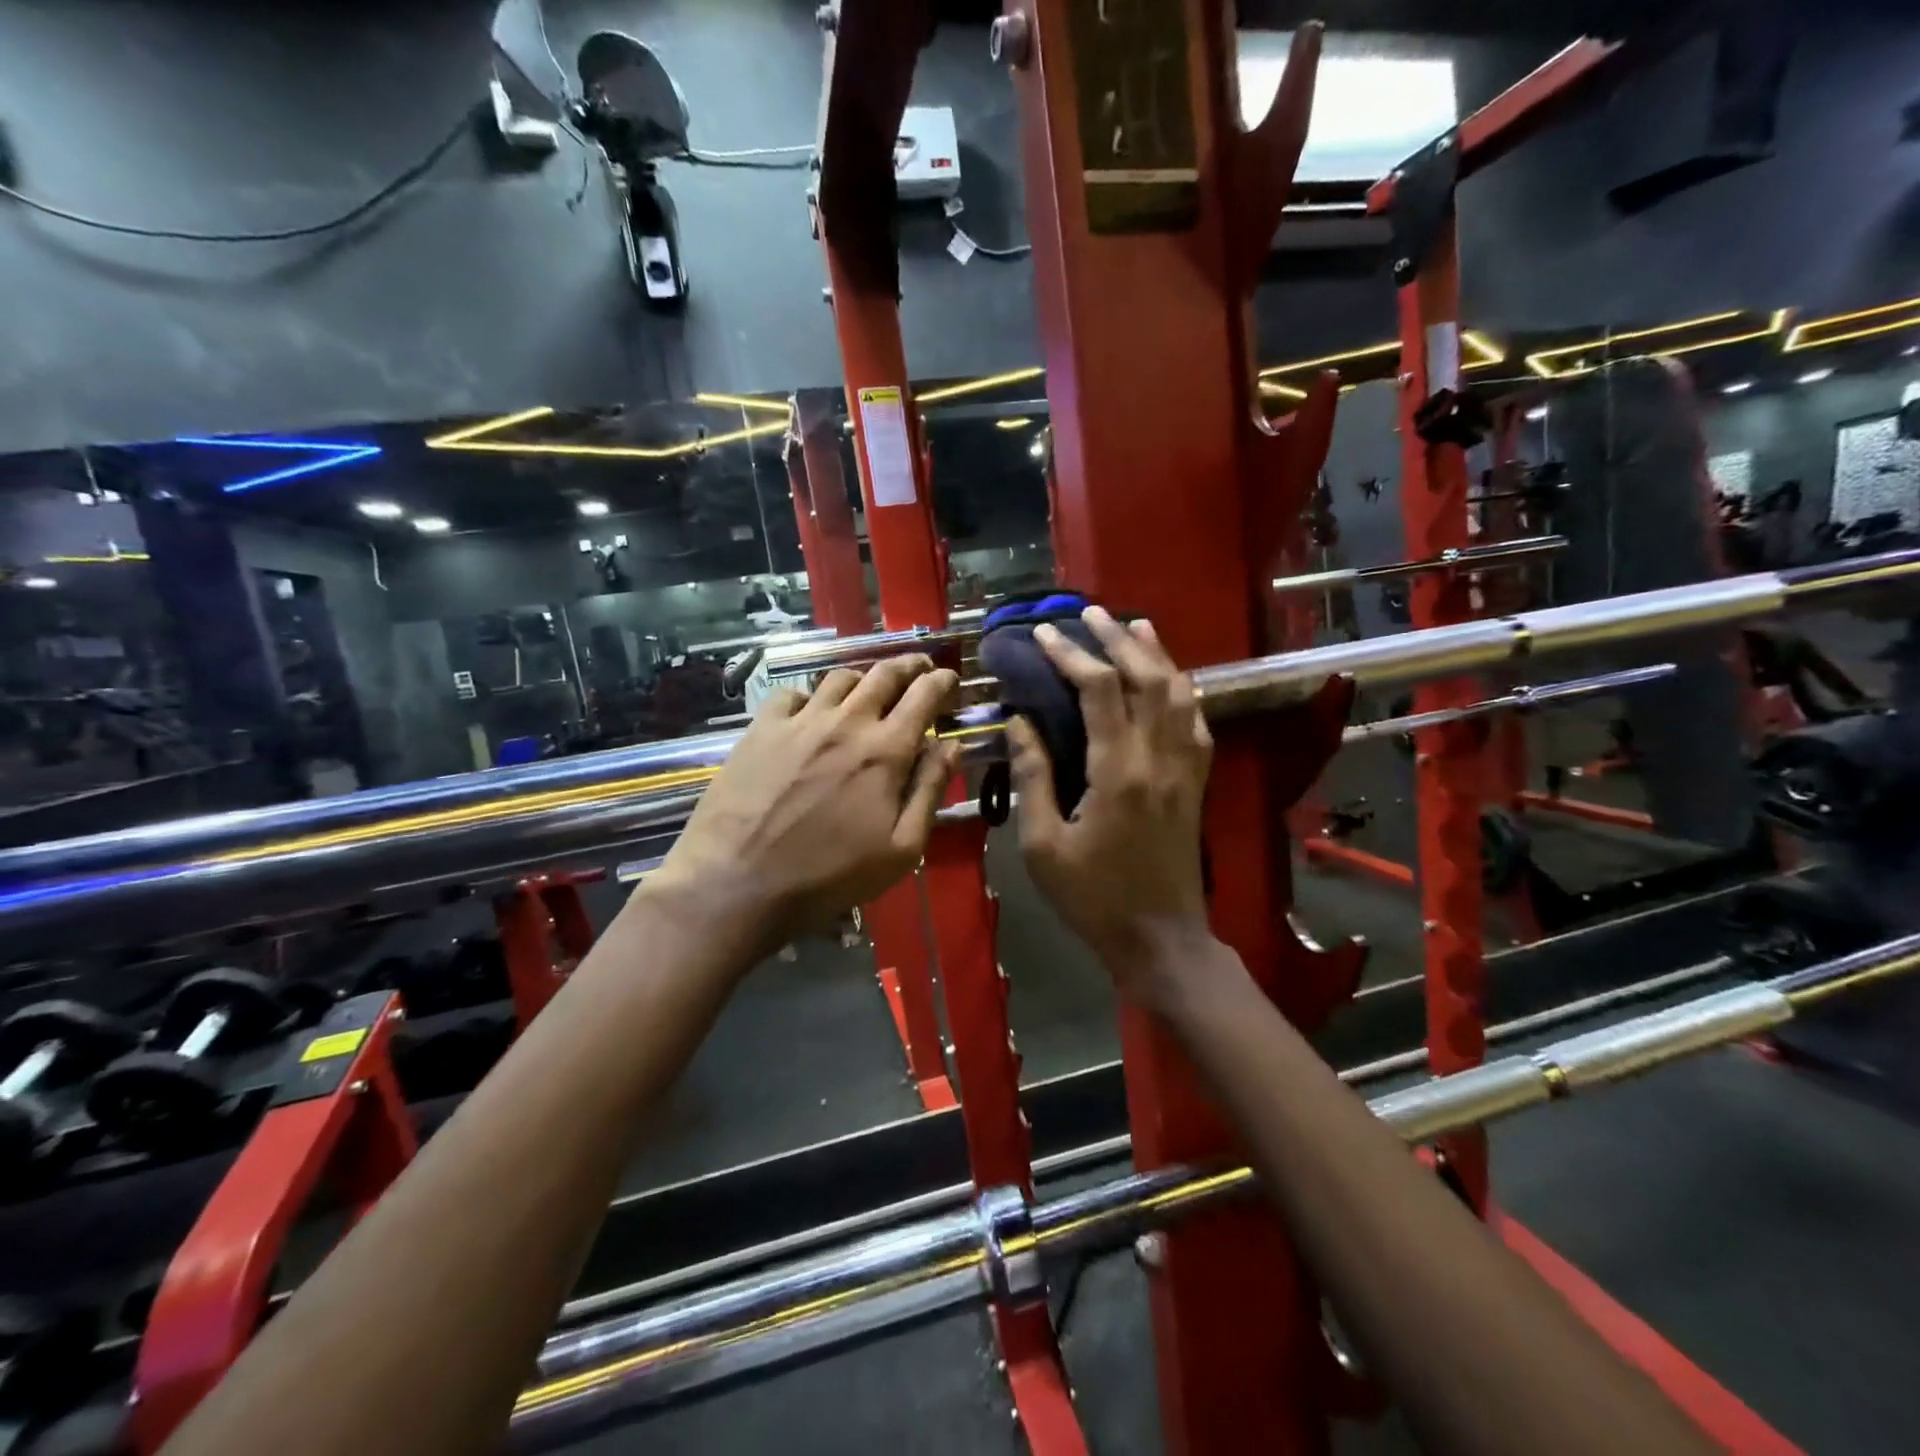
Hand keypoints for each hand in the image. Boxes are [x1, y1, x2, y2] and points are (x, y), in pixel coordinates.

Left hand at [648, 656, 959, 964]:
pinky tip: (811, 712)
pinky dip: (811, 696)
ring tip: (869, 689)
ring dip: (863, 678)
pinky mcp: (761, 728)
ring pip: (839, 677)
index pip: (924, 695)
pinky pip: (792, 694)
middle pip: (884, 674)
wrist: (738, 881)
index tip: (950, 680)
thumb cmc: (829, 874)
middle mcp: (846, 721)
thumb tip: (951, 745)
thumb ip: (930, 790)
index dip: (942, 681)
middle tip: (919, 668)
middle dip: (909, 665)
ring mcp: (800, 721)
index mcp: (886, 750)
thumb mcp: (900, 849)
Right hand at [1008, 607, 1215, 1007]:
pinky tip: (1169, 679)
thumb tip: (1021, 722)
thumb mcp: (1044, 844)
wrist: (1159, 939)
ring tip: (1134, 626)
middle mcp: (1160, 759)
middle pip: (1148, 679)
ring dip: (1157, 655)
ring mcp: (1187, 769)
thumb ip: (1034, 777)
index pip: (1100, 692)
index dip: (1072, 655)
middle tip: (1091, 613)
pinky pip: (1196, 722)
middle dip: (1118, 639)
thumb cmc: (1093, 898)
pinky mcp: (1197, 783)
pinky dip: (1181, 690)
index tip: (1045, 634)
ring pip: (1180, 693)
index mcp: (1119, 772)